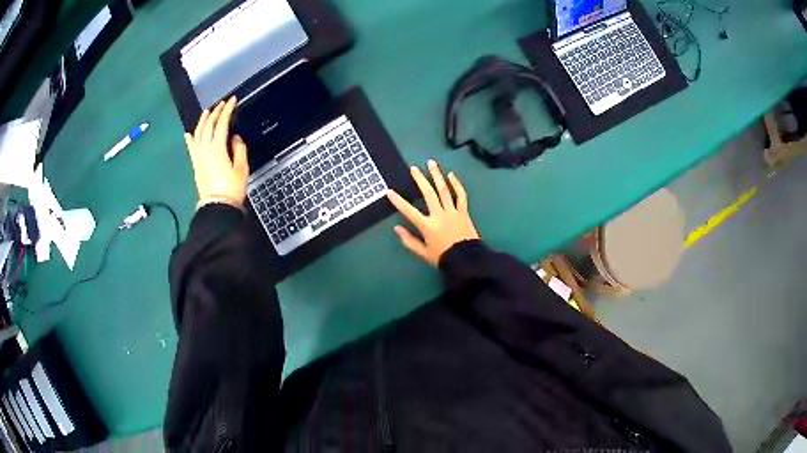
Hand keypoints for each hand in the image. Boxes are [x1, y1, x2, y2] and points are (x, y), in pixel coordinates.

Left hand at [184, 97, 248, 208]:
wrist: (217, 206)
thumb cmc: (231, 188)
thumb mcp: (242, 167)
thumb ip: (239, 149)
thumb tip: (235, 138)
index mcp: (217, 148)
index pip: (221, 123)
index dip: (227, 110)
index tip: (232, 100)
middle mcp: (205, 149)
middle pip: (208, 125)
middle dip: (215, 112)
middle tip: (222, 104)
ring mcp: (198, 156)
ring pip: (198, 133)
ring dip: (202, 121)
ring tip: (207, 111)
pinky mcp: (195, 164)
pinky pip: (191, 148)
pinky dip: (190, 139)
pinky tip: (188, 133)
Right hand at [387, 160, 479, 266]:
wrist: (467, 261)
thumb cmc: (443, 258)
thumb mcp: (423, 253)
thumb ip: (409, 240)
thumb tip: (396, 228)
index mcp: (427, 226)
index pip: (409, 211)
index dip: (398, 201)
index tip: (389, 191)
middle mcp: (439, 215)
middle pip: (428, 193)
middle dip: (420, 179)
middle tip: (414, 168)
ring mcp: (453, 211)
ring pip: (444, 190)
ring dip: (437, 175)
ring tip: (431, 163)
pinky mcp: (463, 211)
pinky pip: (461, 195)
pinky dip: (456, 184)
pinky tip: (451, 175)